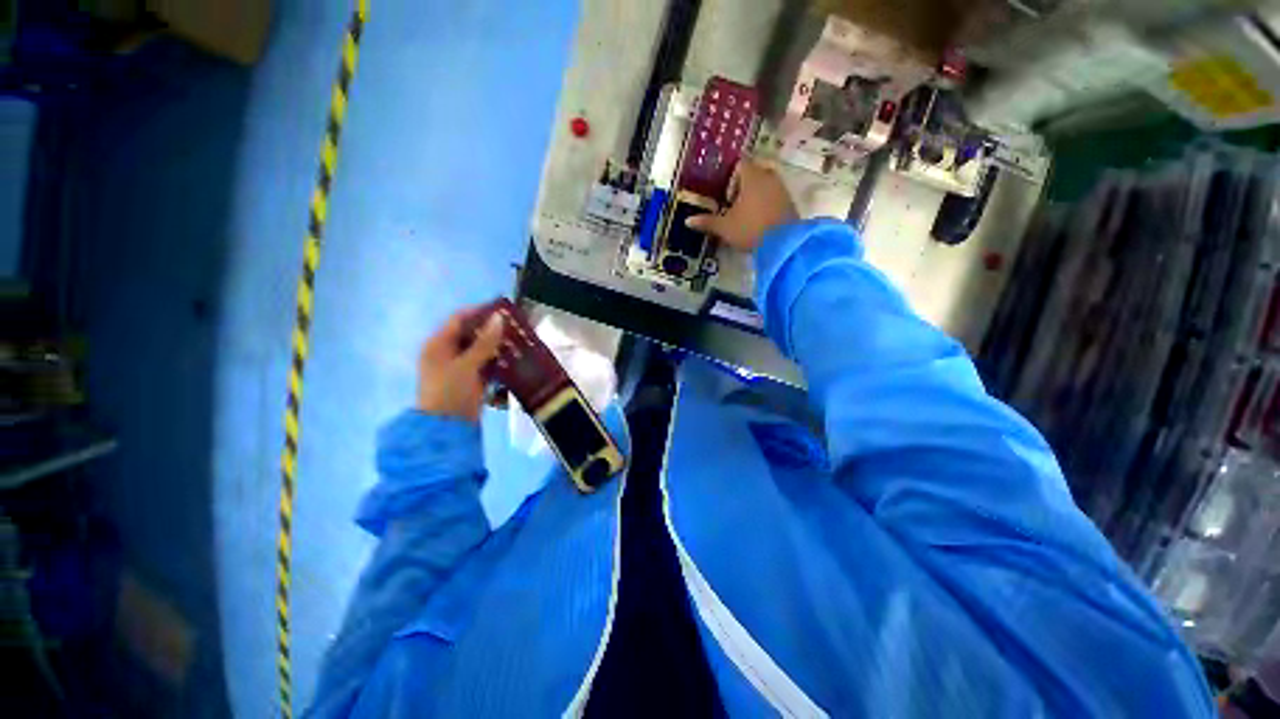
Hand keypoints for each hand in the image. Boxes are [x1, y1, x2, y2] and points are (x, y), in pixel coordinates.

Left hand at [416, 305, 504, 421]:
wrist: (446, 429)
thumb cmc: (451, 392)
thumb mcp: (467, 365)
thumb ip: (484, 342)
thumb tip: (499, 318)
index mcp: (438, 344)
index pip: (459, 319)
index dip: (480, 312)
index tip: (503, 310)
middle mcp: (447, 352)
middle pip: (472, 333)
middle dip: (493, 329)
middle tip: (515, 326)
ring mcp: (459, 367)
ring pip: (481, 349)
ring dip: (498, 345)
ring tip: (519, 340)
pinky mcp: (470, 379)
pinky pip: (486, 364)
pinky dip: (498, 360)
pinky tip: (514, 358)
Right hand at [686, 158, 797, 251]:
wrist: (783, 244)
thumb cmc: (750, 229)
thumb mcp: (725, 228)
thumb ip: (707, 222)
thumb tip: (687, 221)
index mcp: (752, 176)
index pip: (741, 164)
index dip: (731, 176)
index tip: (724, 193)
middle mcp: (769, 177)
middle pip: (754, 173)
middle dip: (743, 186)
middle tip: (732, 204)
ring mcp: (782, 189)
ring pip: (766, 185)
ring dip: (755, 195)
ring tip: (744, 214)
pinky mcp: (790, 203)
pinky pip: (775, 197)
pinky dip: (766, 204)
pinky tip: (758, 220)